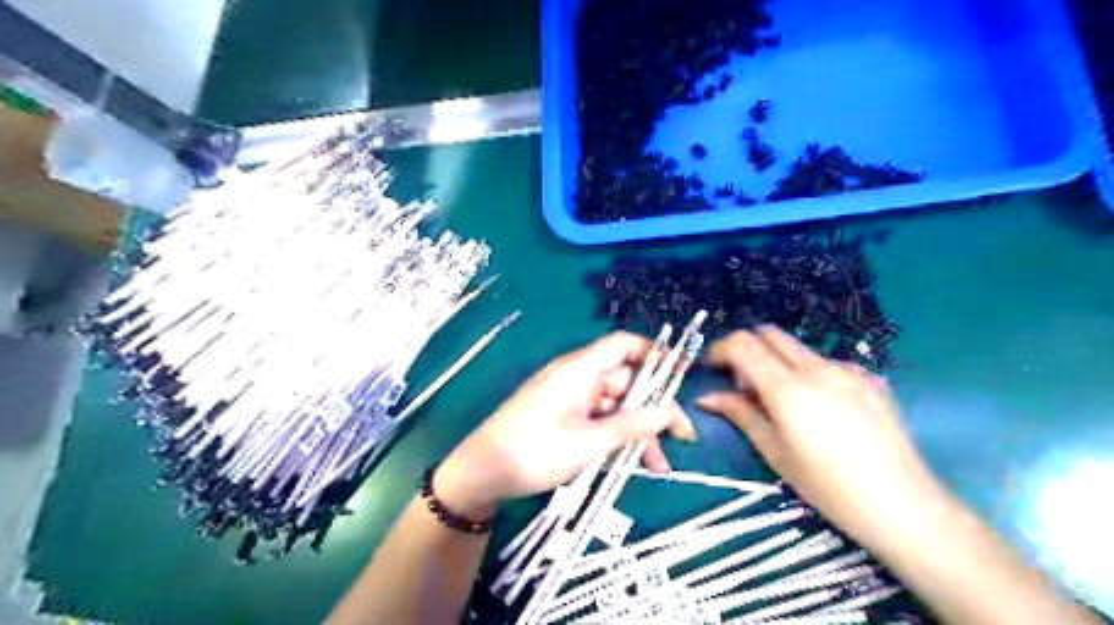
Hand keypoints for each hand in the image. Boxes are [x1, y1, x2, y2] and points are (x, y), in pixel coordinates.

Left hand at [440, 332, 692, 518]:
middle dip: (653, 408)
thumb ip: (631, 426)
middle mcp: (577, 377)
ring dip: (638, 431)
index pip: (623, 345)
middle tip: (681, 437)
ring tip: (659, 465)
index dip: (654, 354)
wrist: (481, 473)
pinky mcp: (564, 416)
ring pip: (615, 406)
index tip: (682, 376)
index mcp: (579, 370)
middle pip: (625, 380)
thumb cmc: (533, 452)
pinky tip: (633, 464)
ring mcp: (570, 397)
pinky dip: (617, 437)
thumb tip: (670, 411)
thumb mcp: (587, 443)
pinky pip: (599, 419)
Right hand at [693, 327, 946, 545]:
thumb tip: (707, 397)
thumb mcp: (775, 452)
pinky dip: (806, 373)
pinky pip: (825, 363)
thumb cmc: (828, 487)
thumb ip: (740, 414)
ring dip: (776, 361)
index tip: (711, 367)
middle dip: (747, 349)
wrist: (903, 505)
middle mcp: (817, 369)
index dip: (720, 349)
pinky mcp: (869, 378)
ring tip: (780, 401)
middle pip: (769, 334)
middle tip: (742, 383)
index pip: (743, 345)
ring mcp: (847, 370)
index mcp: (788, 389)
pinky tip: (817, 407)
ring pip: (797, 349)